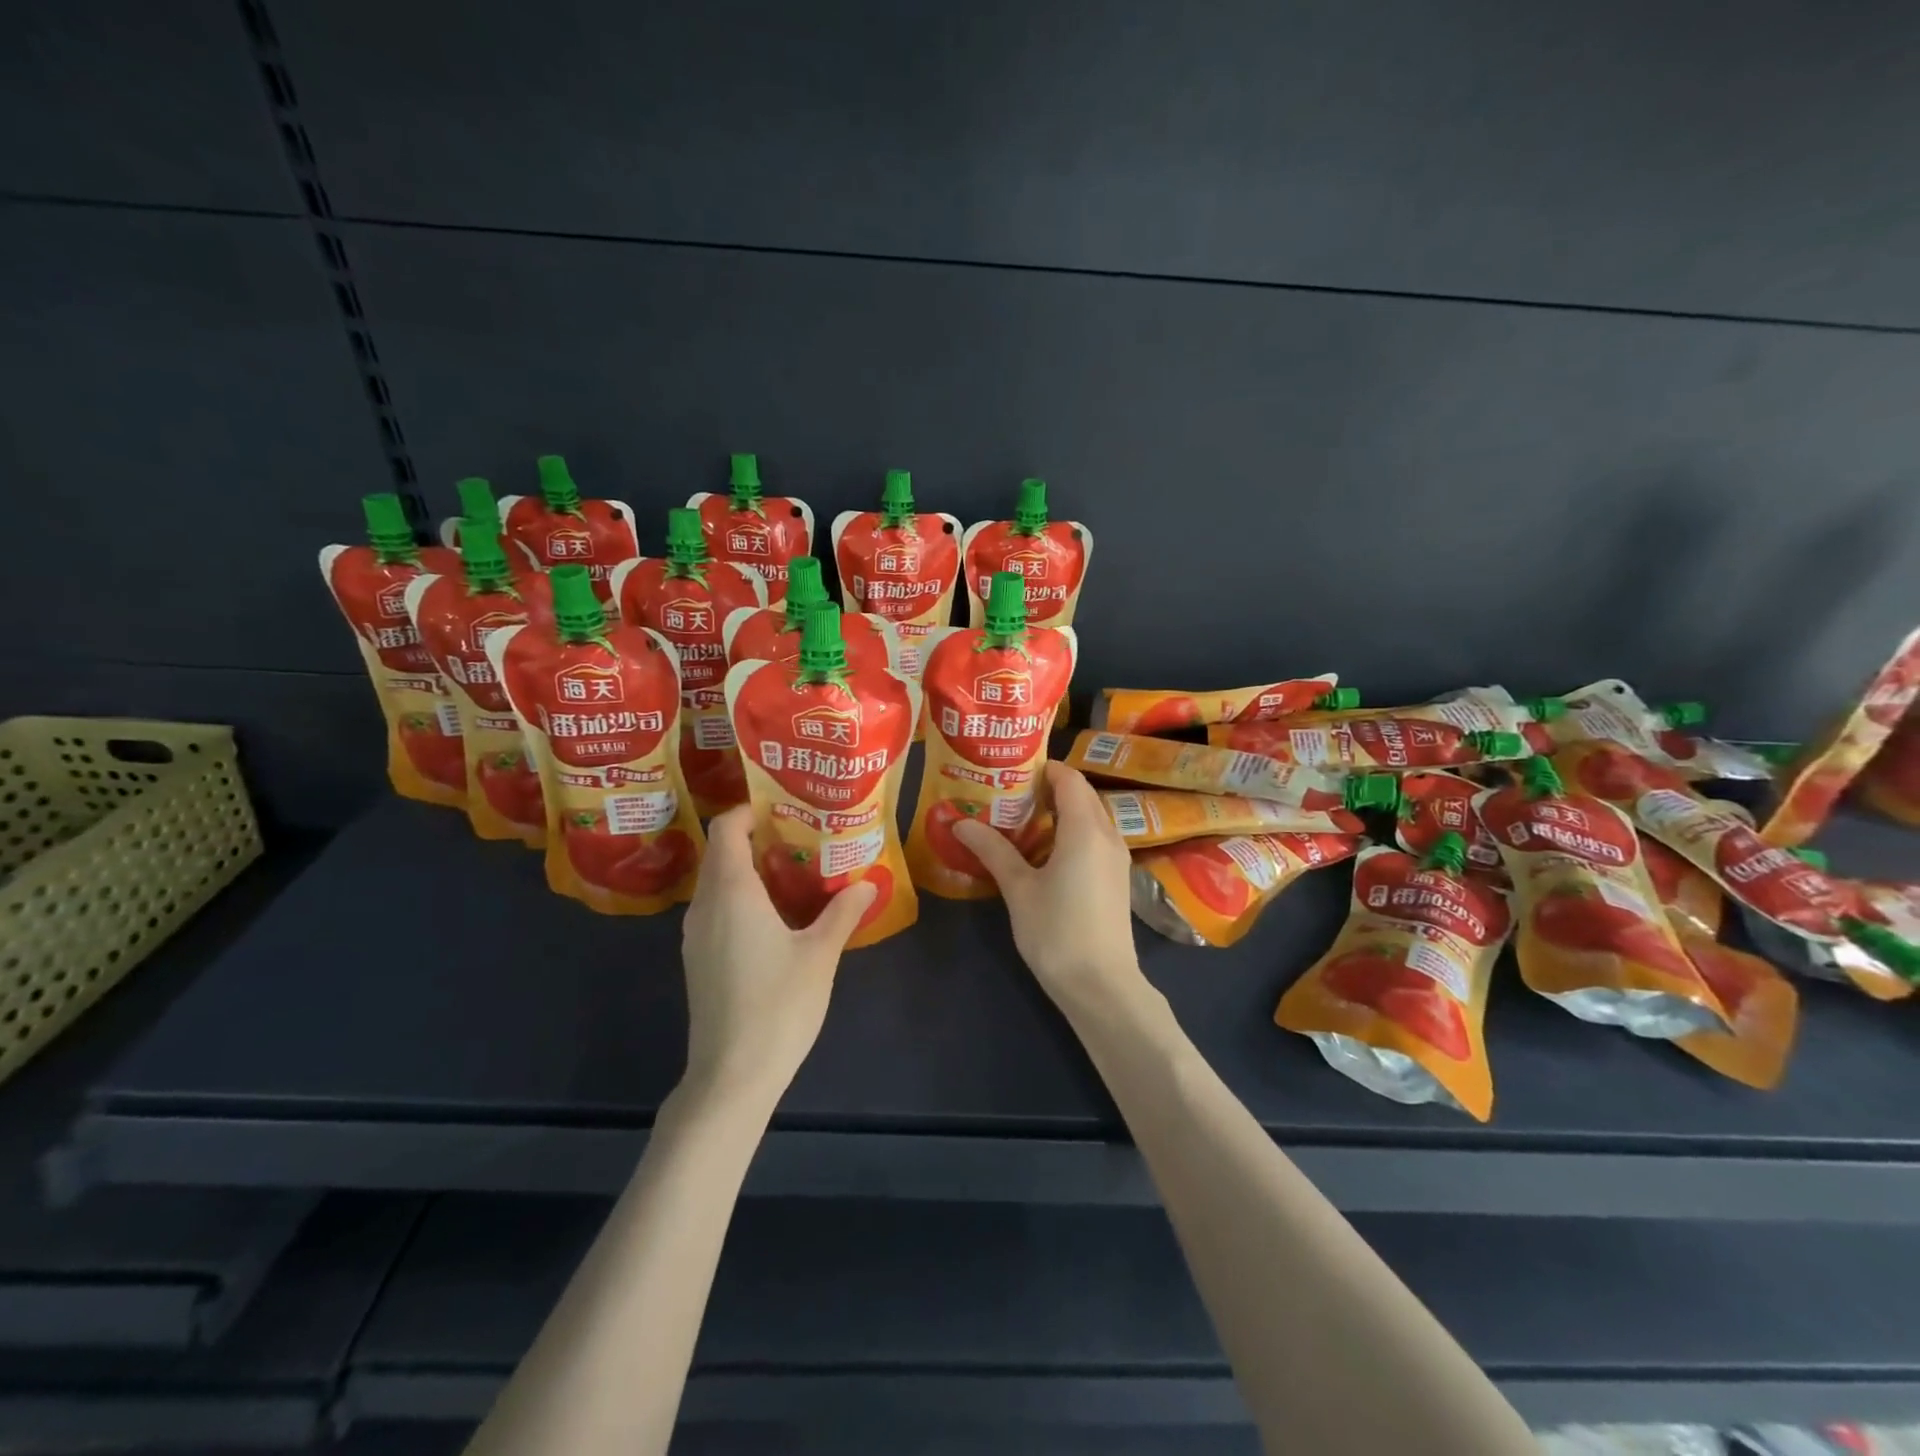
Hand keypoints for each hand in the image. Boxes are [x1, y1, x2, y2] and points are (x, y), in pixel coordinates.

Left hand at [679, 806, 875, 1104]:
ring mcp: (696, 934)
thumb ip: (843, 911)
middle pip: (721, 852)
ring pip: (717, 882)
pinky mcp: (698, 958)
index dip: (750, 810)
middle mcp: (705, 905)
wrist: (732, 1076)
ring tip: (794, 868)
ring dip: (749, 868)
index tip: (785, 805)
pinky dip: (741, 896)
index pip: (726, 829)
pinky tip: (776, 914)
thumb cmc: (778, 1006)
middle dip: (756, 836)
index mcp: (731, 892)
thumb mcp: (820, 954)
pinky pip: (716, 908)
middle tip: (802, 834)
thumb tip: (867, 881)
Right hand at [954, 761, 1147, 1015]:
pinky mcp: (1117, 879)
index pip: (1069, 779)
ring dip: (1061, 812)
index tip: (1010, 771)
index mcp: (1085, 829)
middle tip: (1009, 793)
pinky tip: (1044, 852)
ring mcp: (1117, 858)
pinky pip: (1096, 839)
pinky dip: (1072, 833)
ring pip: (1091, 818)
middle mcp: (1108, 835)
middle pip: (1082, 795)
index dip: (1043, 769)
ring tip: (1021, 819)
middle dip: (1049, 788)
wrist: (1101, 986)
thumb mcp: (1019, 889)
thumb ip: (993, 850)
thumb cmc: (1056, 932)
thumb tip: (960, 822)